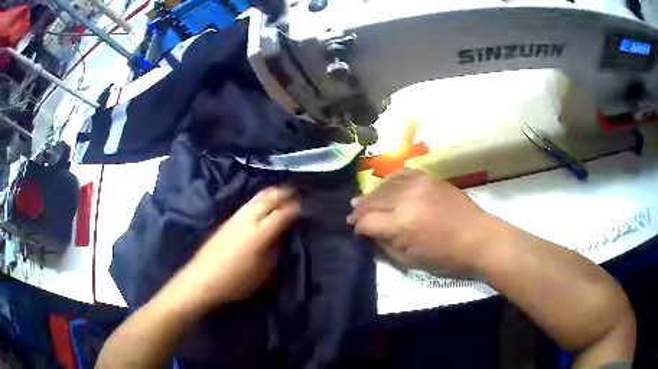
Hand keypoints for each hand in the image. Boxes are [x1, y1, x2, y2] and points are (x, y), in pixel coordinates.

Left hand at [175, 186, 299, 308]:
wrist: (203, 278)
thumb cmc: (236, 281)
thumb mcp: (263, 272)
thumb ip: (274, 252)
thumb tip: (280, 238)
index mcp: (260, 233)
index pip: (282, 215)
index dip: (294, 209)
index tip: (303, 207)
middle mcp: (248, 220)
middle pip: (268, 200)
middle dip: (282, 194)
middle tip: (293, 192)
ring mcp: (235, 219)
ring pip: (255, 199)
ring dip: (269, 193)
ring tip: (278, 191)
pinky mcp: (226, 222)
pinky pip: (246, 205)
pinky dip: (257, 199)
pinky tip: (258, 202)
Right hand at [347, 168, 501, 273]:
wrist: (478, 238)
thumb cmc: (446, 258)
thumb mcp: (410, 261)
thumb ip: (386, 245)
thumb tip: (370, 232)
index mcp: (402, 224)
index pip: (367, 221)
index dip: (358, 227)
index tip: (357, 232)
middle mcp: (407, 199)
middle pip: (372, 200)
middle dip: (359, 210)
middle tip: (352, 216)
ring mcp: (419, 184)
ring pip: (384, 185)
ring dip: (371, 195)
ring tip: (364, 202)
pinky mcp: (429, 177)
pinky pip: (401, 173)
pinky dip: (390, 181)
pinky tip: (386, 187)